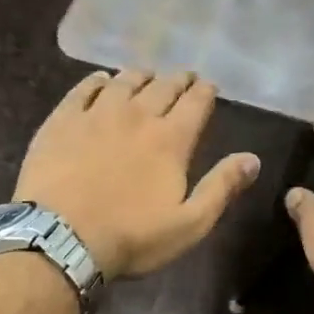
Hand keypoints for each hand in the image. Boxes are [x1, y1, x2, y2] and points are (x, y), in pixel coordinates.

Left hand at [16, 69, 260, 278]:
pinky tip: (101, 80)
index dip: (205, 91)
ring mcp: (96, 115)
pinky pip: (82, 89)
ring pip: (124, 82)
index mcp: (171, 140)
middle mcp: (137, 116)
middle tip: (185, 77)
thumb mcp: (189, 224)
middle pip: (162, 87)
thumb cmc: (131, 237)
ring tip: (147, 75)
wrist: (60, 238)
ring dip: (141, 75)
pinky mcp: (62, 121)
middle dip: (178, 79)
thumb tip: (252, 159)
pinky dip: (97, 81)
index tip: (209, 85)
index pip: (195, 103)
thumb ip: (221, 188)